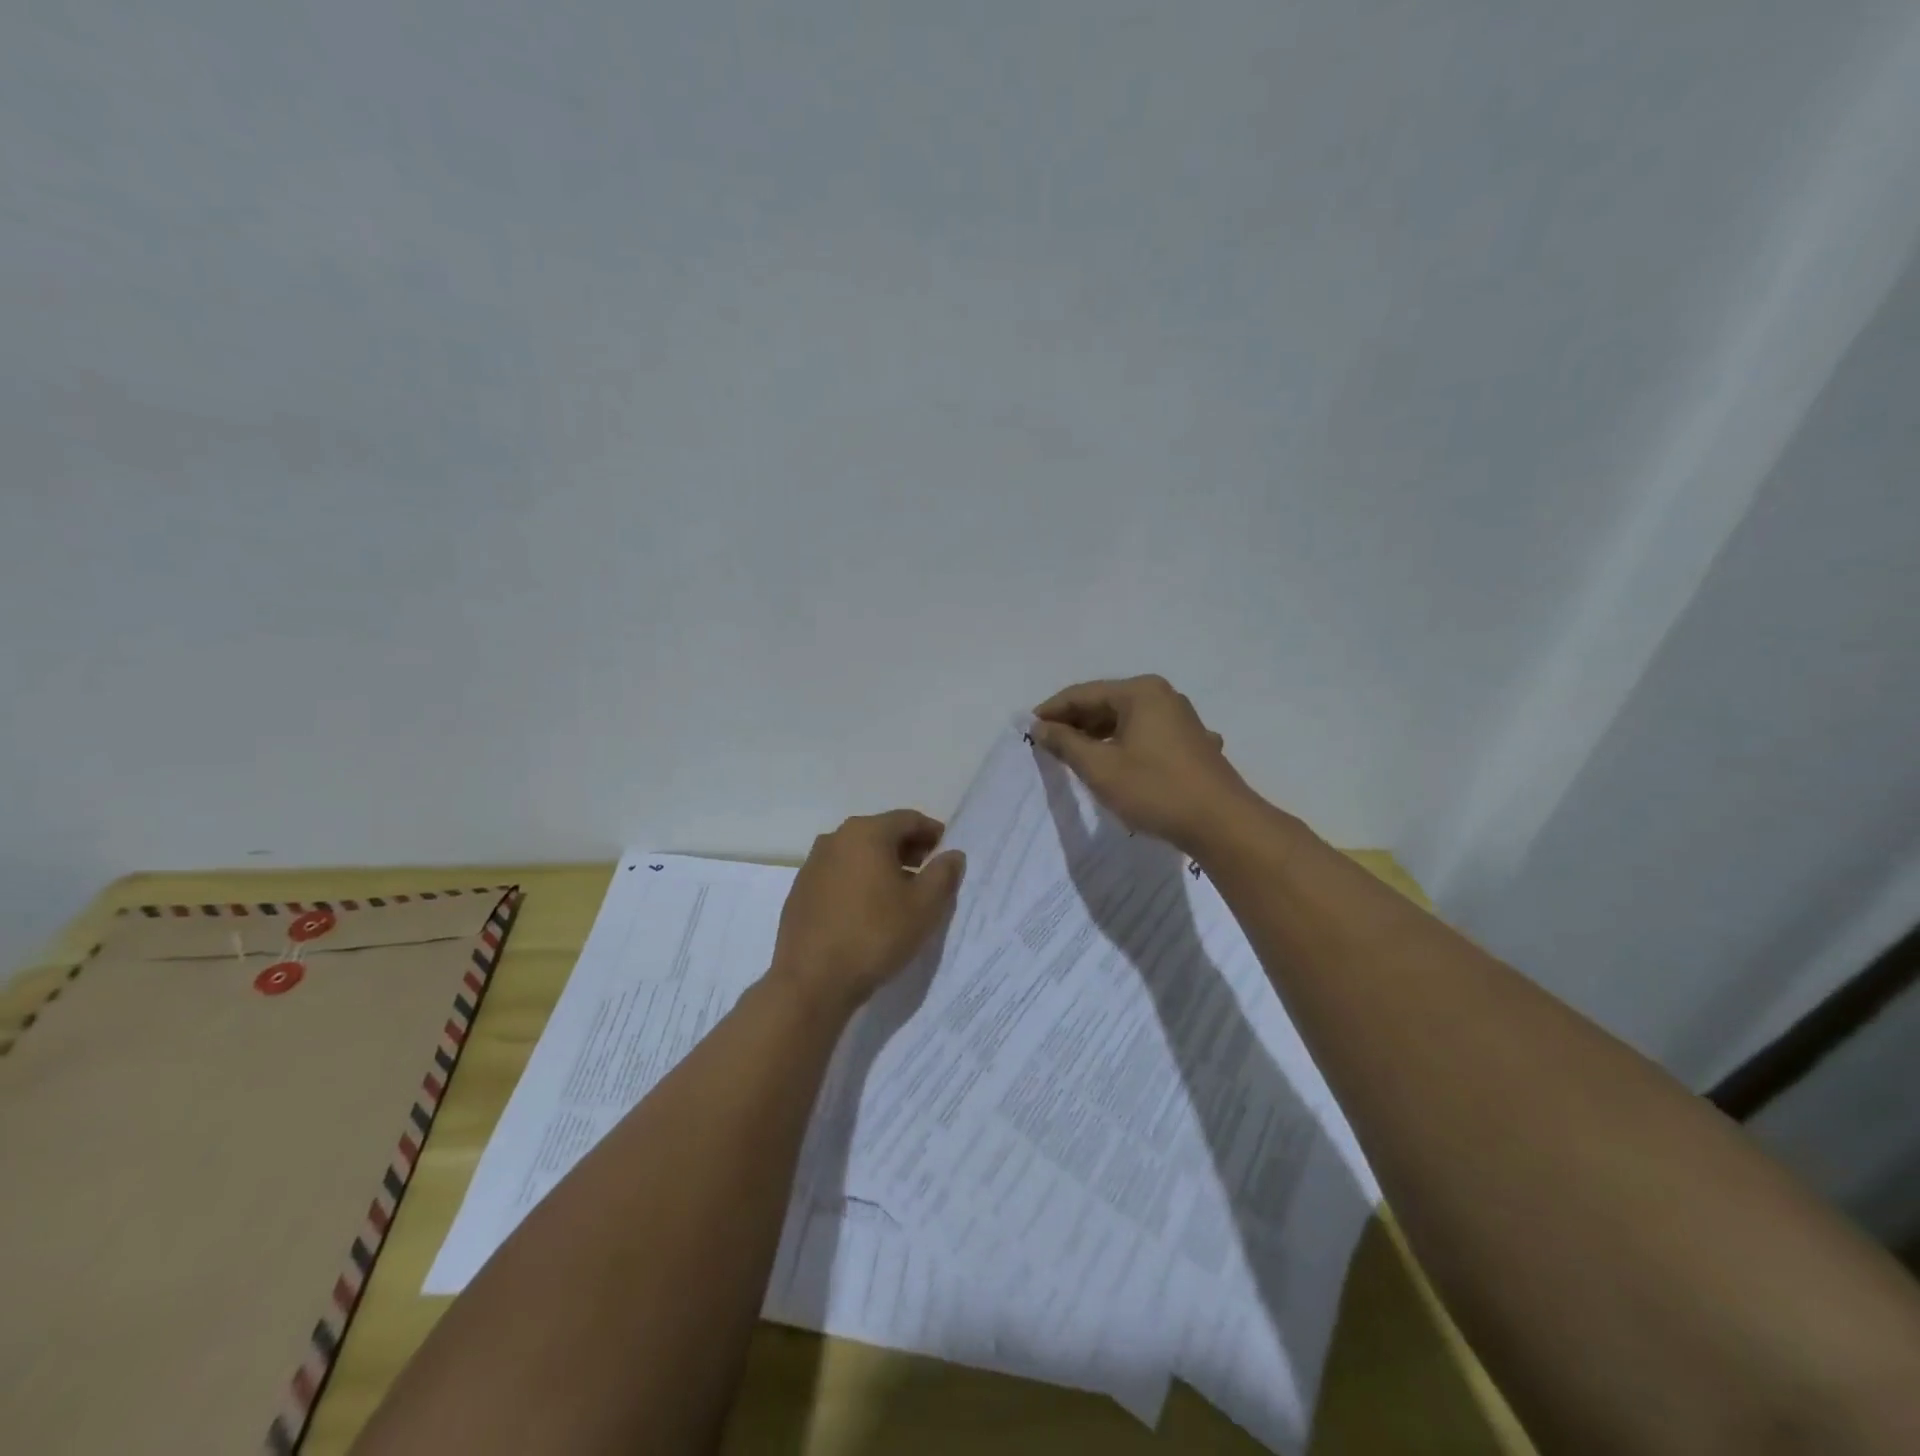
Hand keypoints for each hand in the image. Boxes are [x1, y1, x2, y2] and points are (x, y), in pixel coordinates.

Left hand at [770, 810, 965, 1015]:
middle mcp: (835, 838)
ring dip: (882, 865)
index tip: (946, 851)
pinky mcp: (800, 891)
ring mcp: (813, 864)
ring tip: (900, 893)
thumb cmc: (875, 935)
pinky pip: (838, 874)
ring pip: (857, 854)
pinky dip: (858, 881)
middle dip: (907, 848)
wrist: (812, 981)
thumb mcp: (924, 906)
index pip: (908, 819)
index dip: (932, 832)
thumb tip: (952, 855)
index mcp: (866, 833)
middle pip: (881, 833)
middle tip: (927, 871)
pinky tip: (868, 909)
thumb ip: (944, 874)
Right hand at [1031, 675, 1264, 854]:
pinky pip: (1146, 736)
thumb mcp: (1100, 768)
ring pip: (1127, 721)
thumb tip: (1041, 727)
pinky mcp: (1191, 743)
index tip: (1028, 730)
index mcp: (1140, 692)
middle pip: (1106, 703)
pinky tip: (1115, 765)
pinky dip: (1124, 746)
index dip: (1052, 711)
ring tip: (1074, 757)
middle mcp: (1163, 696)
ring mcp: (1181, 719)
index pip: (1082, 694)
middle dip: (1075, 723)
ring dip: (1098, 736)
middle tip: (1047, 746)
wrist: (1221, 824)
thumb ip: (1066, 743)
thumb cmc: (1155, 790)